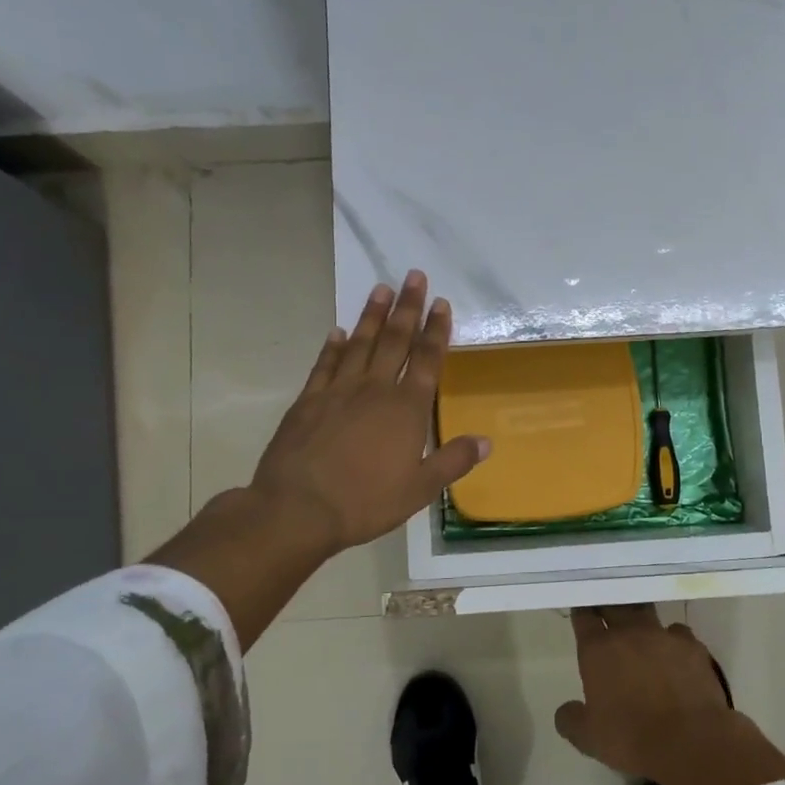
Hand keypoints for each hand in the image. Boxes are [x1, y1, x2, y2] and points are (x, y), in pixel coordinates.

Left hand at [252, 271, 489, 554]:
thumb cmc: (366, 501)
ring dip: (372, 316)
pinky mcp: (308, 400)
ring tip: (381, 289)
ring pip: (360, 343)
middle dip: (407, 308)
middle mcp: (374, 390)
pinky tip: (338, 332)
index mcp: (406, 409)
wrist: (298, 508)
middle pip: (395, 341)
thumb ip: (453, 461)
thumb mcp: (419, 489)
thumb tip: (486, 441)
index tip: (440, 303)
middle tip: (414, 276)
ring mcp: (338, 391)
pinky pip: (325, 364)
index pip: (426, 360)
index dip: (435, 330)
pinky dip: (333, 346)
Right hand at [553, 604, 732, 780]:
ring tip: (639, 626)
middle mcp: (629, 632)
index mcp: (598, 649)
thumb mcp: (589, 739)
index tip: (581, 610)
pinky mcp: (692, 645)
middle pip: (614, 604)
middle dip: (607, 604)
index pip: (584, 616)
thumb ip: (571, 720)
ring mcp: (663, 635)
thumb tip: (565, 711)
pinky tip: (674, 652)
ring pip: (646, 611)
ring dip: (639, 616)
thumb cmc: (632, 739)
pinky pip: (678, 632)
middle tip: (606, 609)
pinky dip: (672, 639)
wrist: (690, 743)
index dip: (582, 611)